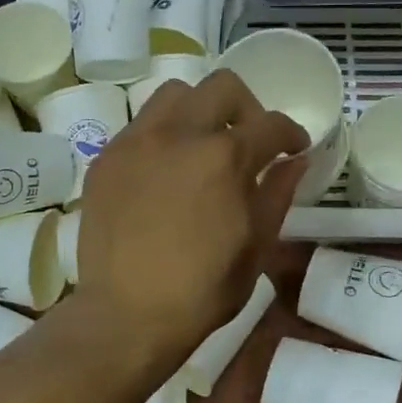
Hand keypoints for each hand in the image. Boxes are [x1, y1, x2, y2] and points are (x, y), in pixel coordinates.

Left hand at [74, 71, 307, 369]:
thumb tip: (295, 160)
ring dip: (199, 110)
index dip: (291, 133)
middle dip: (247, 108)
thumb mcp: (256, 247)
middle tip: (250, 141)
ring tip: (203, 147)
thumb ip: (277, 194)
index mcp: (224, 157)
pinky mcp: (106, 158)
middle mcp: (178, 134)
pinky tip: (166, 170)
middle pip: (222, 87)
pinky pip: (140, 125)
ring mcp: (136, 142)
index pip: (270, 124)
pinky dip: (163, 134)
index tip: (294, 149)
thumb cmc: (201, 291)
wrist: (126, 315)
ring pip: (175, 94)